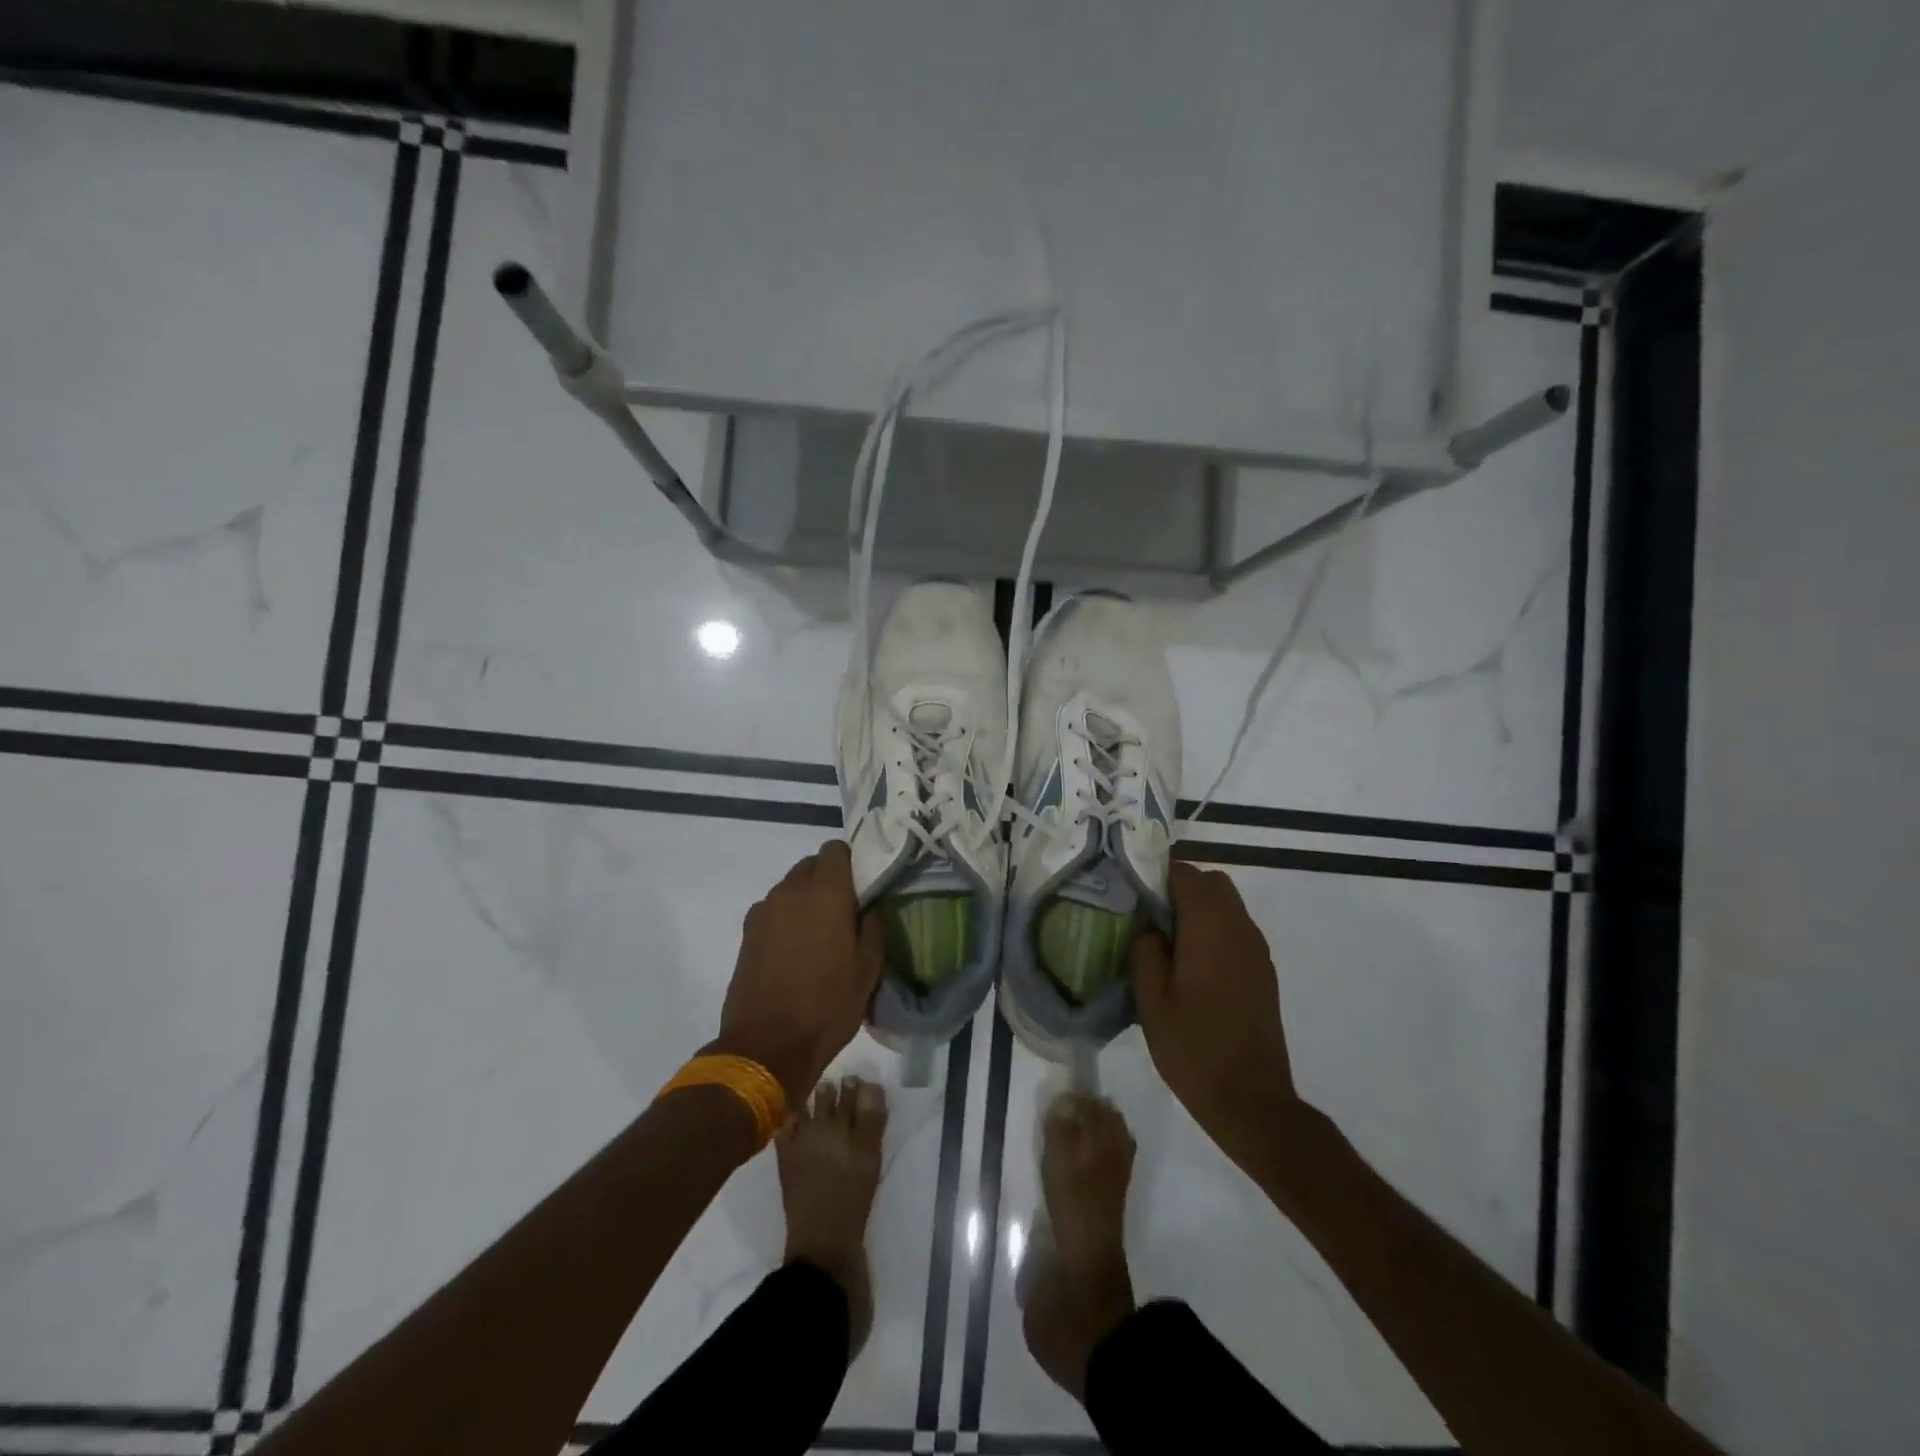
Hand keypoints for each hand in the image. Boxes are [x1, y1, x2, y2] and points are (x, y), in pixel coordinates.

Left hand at [711, 841, 884, 1107]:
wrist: (766, 1047)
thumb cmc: (827, 1006)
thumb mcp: (868, 970)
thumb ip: (873, 927)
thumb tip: (868, 908)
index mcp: (826, 893)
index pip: (836, 849)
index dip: (850, 862)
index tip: (861, 886)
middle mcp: (791, 891)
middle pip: (811, 865)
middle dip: (827, 879)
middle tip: (843, 912)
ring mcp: (764, 911)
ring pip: (790, 887)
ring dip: (805, 899)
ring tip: (818, 935)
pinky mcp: (746, 932)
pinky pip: (773, 910)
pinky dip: (786, 918)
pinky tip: (794, 951)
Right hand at [1131, 862, 1301, 1165]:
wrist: (1251, 1099)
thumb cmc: (1193, 1047)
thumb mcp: (1151, 999)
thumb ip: (1145, 949)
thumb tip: (1148, 924)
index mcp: (1210, 928)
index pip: (1186, 874)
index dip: (1157, 876)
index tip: (1133, 894)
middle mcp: (1239, 928)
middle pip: (1212, 883)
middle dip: (1180, 889)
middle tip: (1149, 917)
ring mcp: (1256, 950)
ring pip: (1227, 905)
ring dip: (1198, 910)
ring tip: (1166, 942)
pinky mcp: (1262, 971)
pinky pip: (1236, 930)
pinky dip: (1213, 930)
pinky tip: (1191, 965)